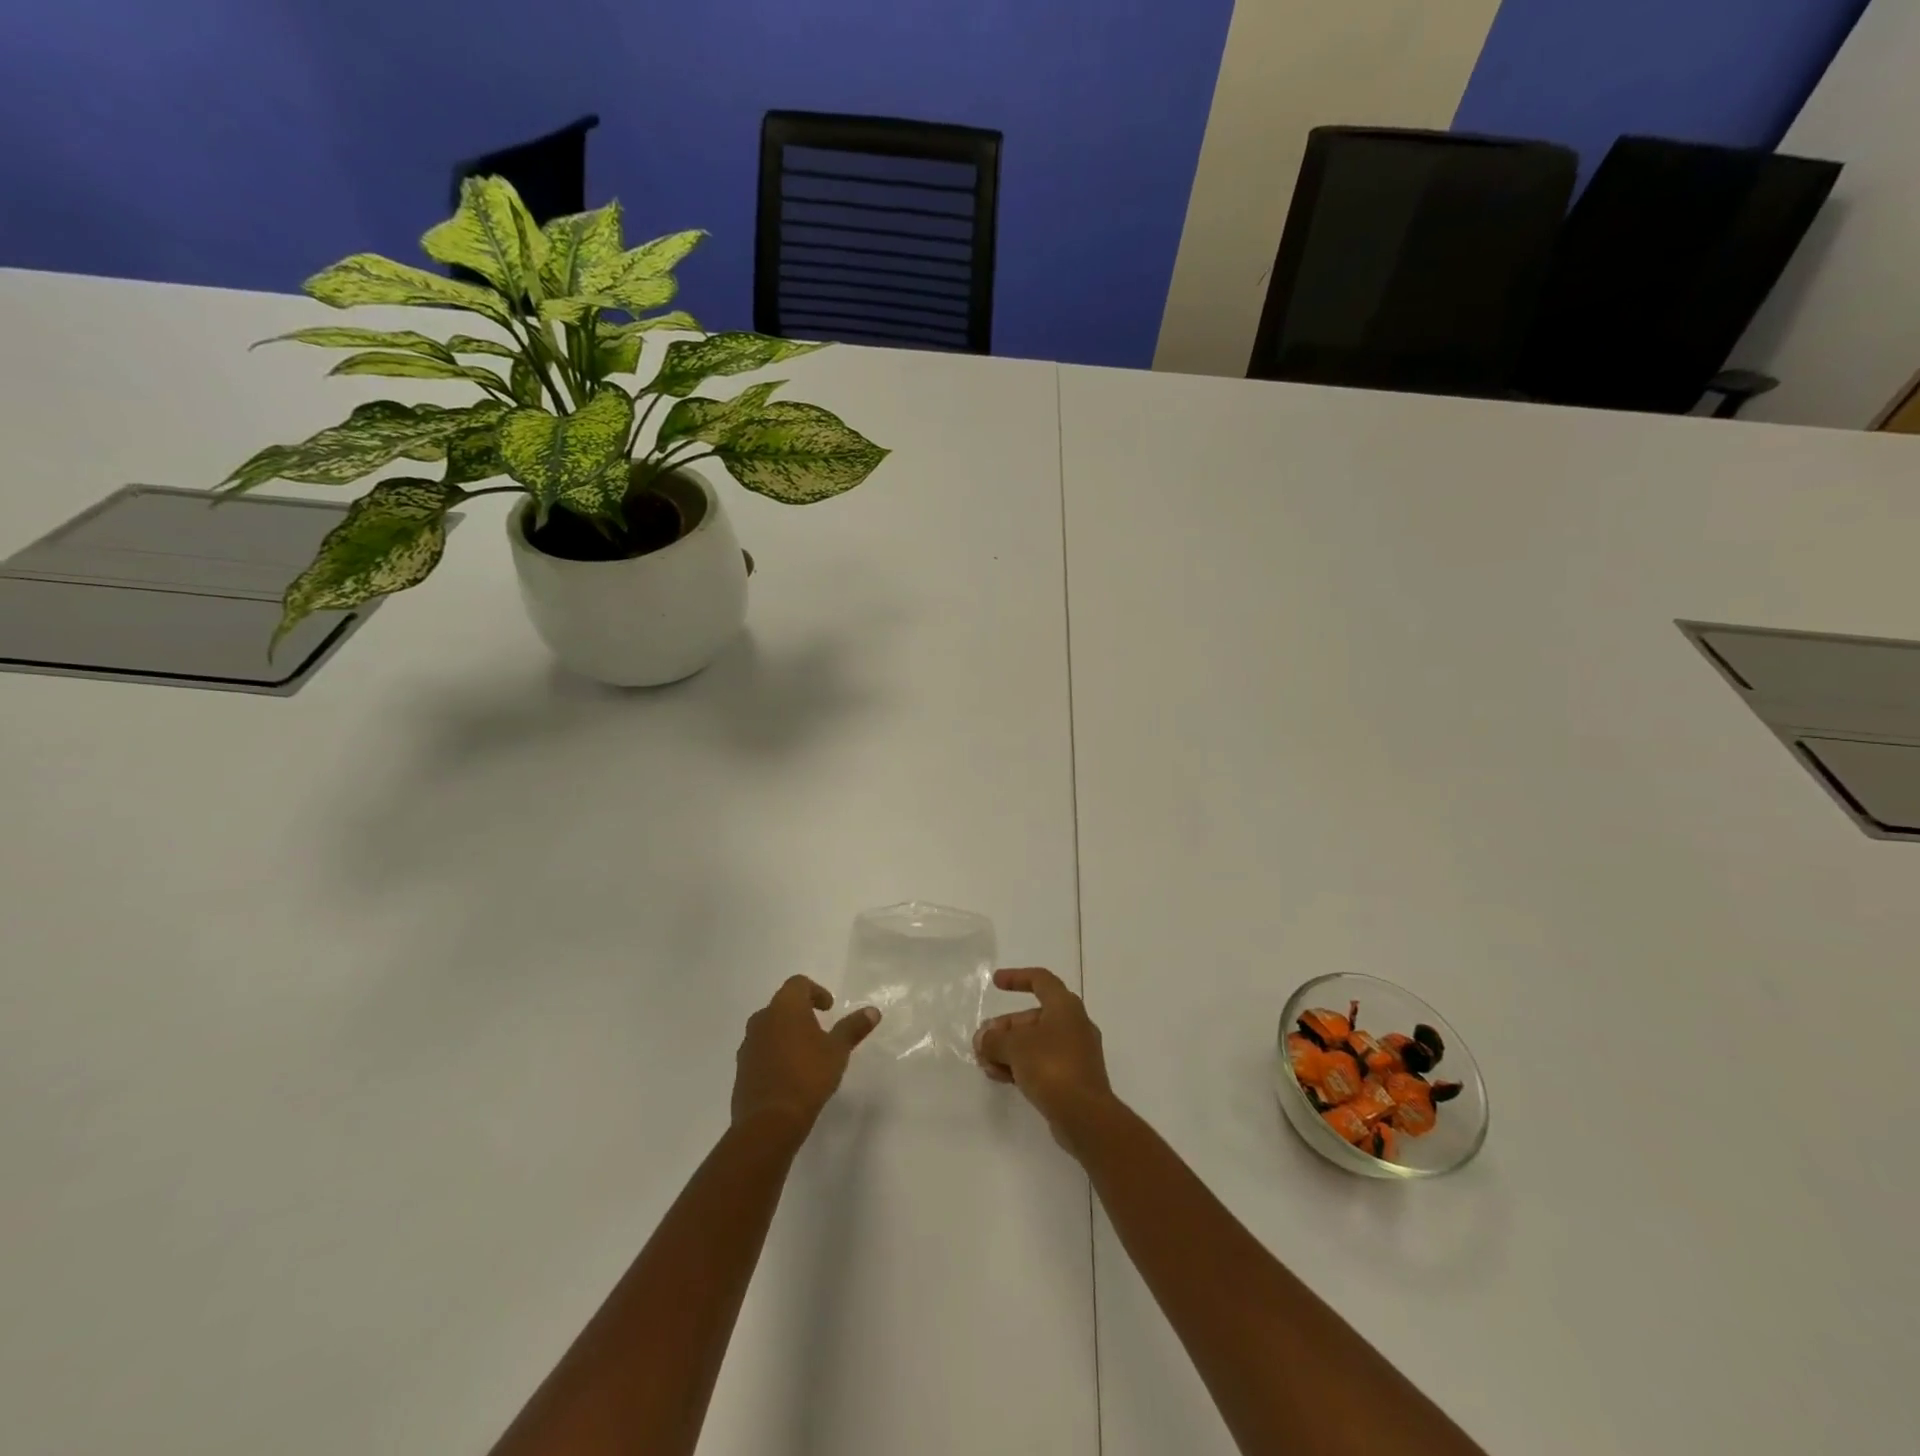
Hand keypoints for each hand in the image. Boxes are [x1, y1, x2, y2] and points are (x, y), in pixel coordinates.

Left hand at [732, 976, 879, 1142]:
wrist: (768, 1122)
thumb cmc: (808, 1076)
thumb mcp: (837, 1051)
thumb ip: (853, 1028)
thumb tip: (873, 1011)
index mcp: (785, 1007)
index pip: (798, 983)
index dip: (816, 991)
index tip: (829, 1008)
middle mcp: (762, 1019)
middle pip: (782, 1004)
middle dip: (800, 1013)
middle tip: (819, 1029)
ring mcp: (748, 1045)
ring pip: (769, 1028)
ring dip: (786, 1033)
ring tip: (805, 1053)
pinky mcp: (741, 1069)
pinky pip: (760, 1051)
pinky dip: (775, 1054)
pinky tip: (789, 1074)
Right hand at [974, 967, 1117, 1152]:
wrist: (1086, 1116)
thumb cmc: (1051, 1067)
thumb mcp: (1015, 1047)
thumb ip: (994, 1039)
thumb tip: (984, 1039)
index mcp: (1065, 1006)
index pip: (1040, 980)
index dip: (1016, 978)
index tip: (995, 983)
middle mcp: (1074, 1024)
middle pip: (1033, 1017)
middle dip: (1005, 1028)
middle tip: (982, 1044)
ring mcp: (1077, 1053)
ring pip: (1036, 1043)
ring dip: (1009, 1050)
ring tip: (987, 1066)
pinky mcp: (1074, 1078)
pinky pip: (1043, 1063)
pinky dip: (1023, 1066)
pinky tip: (1003, 1079)